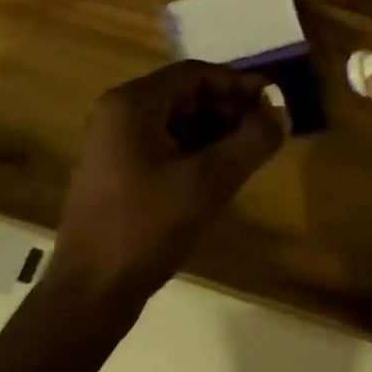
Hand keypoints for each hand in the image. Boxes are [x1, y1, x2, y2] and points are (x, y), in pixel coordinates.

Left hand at [53, 61, 286, 304]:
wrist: (88, 296)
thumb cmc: (147, 227)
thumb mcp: (209, 181)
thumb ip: (252, 141)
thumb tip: (282, 112)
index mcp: (132, 104)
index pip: (196, 74)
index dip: (238, 84)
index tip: (272, 102)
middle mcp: (118, 114)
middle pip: (186, 95)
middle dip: (229, 109)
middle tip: (266, 130)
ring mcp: (113, 144)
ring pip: (177, 121)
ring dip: (215, 131)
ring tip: (250, 152)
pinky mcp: (116, 172)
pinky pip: (164, 145)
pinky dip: (195, 151)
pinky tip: (221, 173)